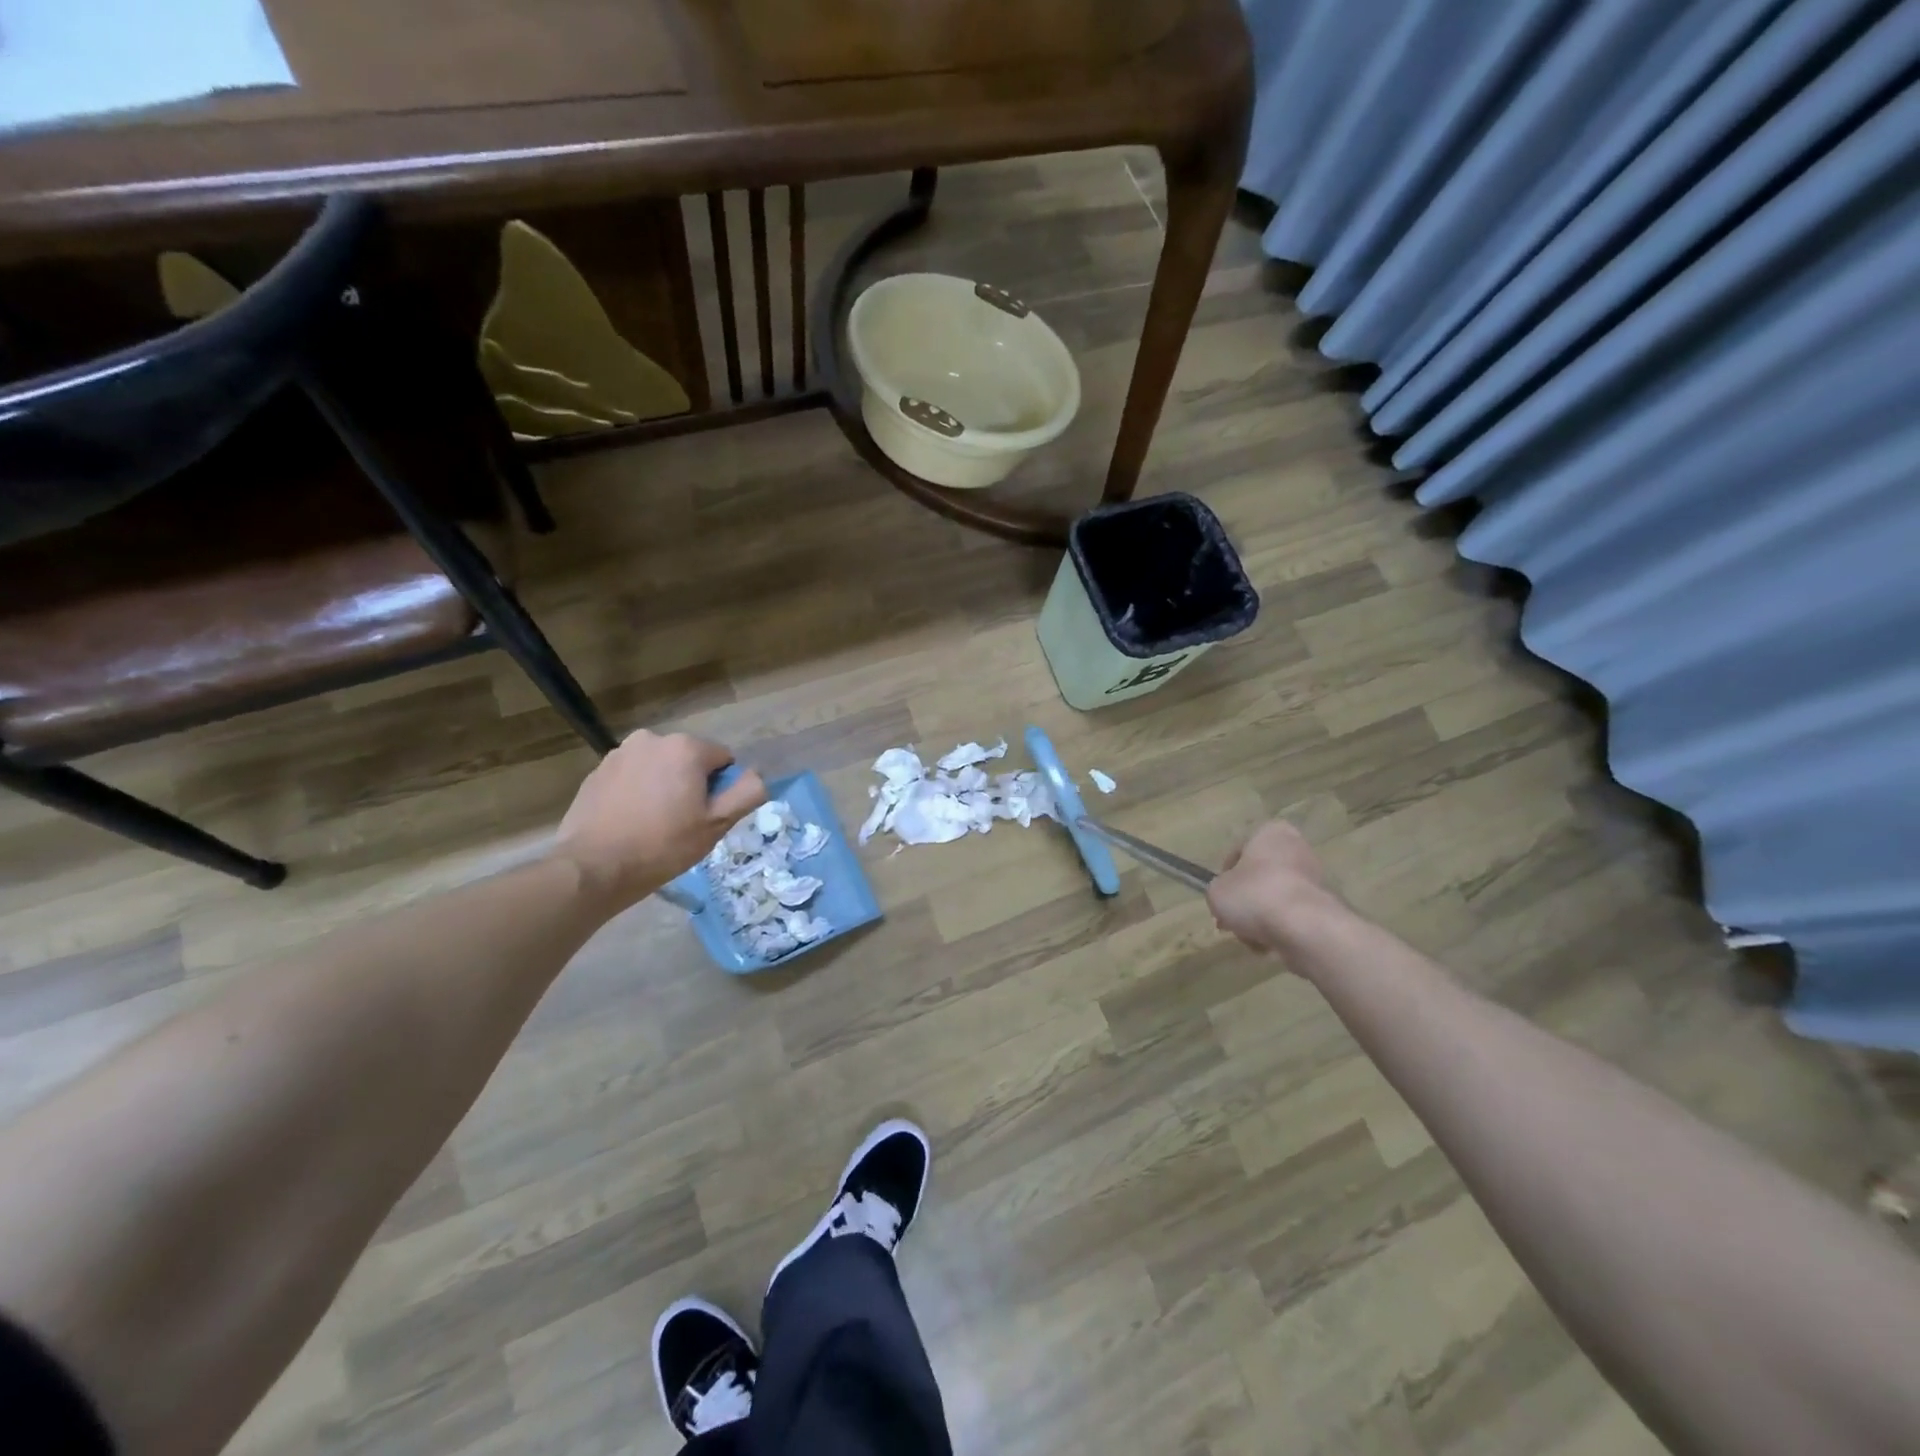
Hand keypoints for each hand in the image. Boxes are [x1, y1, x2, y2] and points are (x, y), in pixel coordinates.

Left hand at [553, 731, 766, 910]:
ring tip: (653, 824)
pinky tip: (630, 822)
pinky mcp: (597, 771)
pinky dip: (637, 792)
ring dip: (663, 787)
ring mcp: (620, 753)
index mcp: (686, 747)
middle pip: (689, 760)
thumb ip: (747, 793)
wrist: (593, 866)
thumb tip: (757, 775)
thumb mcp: (717, 824)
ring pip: (659, 767)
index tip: (705, 817)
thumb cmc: (663, 845)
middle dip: (691, 784)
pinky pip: (632, 777)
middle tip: (682, 823)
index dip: (721, 789)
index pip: (723, 760)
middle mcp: (652, 739)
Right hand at [1207, 820, 1339, 953]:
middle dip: (1246, 900)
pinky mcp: (1326, 908)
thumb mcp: (1216, 891)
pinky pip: (1293, 917)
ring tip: (1249, 937)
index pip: (1239, 851)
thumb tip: (1229, 899)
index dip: (1225, 876)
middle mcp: (1298, 849)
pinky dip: (1280, 930)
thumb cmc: (1254, 896)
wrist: (1305, 928)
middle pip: (1260, 877)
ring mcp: (1316, 879)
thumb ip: (1219, 890)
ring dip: (1261, 917)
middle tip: (1231, 920)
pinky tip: (1269, 945)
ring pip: (1276, 899)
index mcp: (1271, 833)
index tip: (1221, 896)